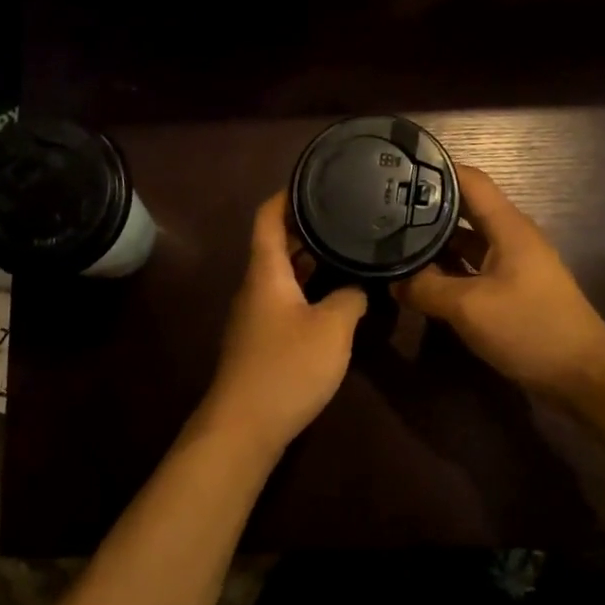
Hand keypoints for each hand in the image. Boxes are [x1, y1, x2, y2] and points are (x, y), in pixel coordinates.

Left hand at [196, 193, 367, 457]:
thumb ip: (350, 297)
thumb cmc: (287, 367)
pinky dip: (308, 287)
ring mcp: (256, 314)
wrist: (245, 426)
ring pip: (282, 273)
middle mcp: (255, 286)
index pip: (267, 216)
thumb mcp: (332, 328)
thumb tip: (359, 285)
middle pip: (275, 243)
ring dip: (309, 258)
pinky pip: (285, 298)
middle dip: (307, 226)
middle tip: (346, 212)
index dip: (287, 194)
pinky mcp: (262, 339)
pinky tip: (336, 295)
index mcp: (265, 272)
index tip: (317, 179)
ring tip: (347, 246)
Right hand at [392, 165, 604, 402]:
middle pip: (464, 209)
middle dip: (427, 206)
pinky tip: (419, 277)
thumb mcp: (469, 308)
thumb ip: (426, 289)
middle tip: (383, 206)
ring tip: (392, 237)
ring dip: (434, 240)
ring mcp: (512, 265)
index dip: (436, 167)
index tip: (399, 166)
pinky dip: (447, 268)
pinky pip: (472, 268)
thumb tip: (393, 280)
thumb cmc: (530, 328)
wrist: (582, 375)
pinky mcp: (511, 290)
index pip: (470, 180)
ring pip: (466, 241)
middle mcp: (510, 238)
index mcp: (508, 227)